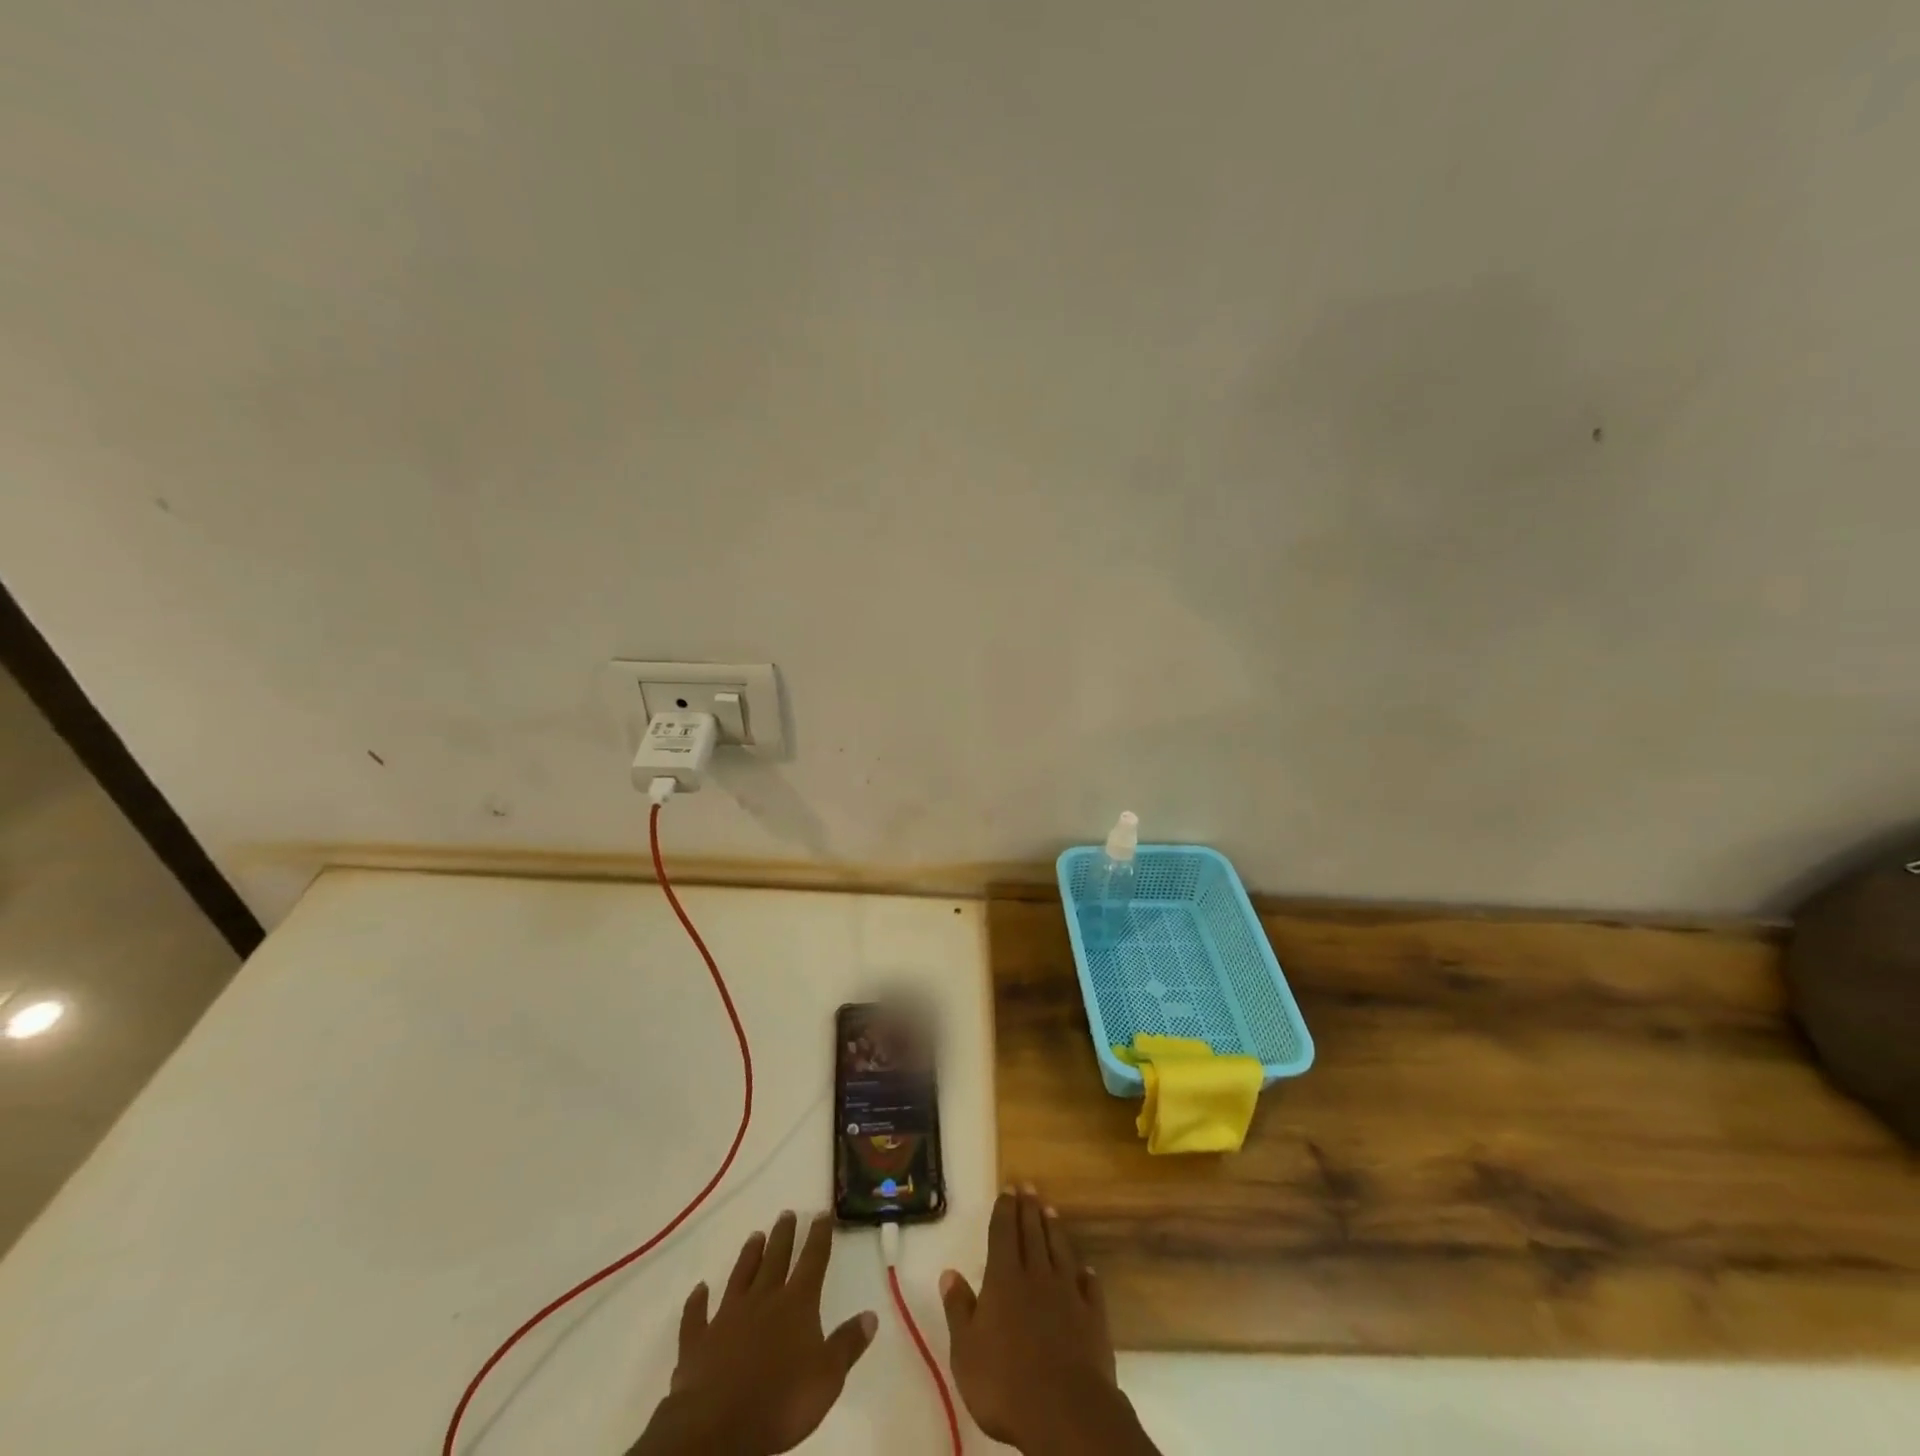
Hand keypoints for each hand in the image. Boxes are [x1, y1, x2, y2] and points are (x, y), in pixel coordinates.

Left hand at [629, 1211, 875, 1455]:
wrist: (718, 1428)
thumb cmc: (781, 1401)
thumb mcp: (828, 1378)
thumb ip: (848, 1344)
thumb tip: (871, 1315)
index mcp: (796, 1304)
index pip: (813, 1260)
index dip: (819, 1236)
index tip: (821, 1213)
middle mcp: (763, 1299)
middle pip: (775, 1259)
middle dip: (783, 1236)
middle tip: (786, 1213)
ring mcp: (727, 1317)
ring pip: (740, 1277)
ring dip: (748, 1256)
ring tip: (755, 1235)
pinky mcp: (698, 1342)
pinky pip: (697, 1316)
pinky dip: (697, 1302)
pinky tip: (699, 1289)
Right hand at [940, 1187, 1157, 1455]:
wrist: (1065, 1411)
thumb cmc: (1005, 1382)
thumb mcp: (965, 1351)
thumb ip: (958, 1309)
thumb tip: (949, 1273)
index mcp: (1004, 1279)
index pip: (1003, 1233)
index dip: (1004, 1210)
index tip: (1008, 1189)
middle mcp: (1037, 1276)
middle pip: (1032, 1233)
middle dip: (1029, 1208)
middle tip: (1029, 1186)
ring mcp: (1068, 1294)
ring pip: (1060, 1251)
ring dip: (1054, 1229)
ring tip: (1051, 1210)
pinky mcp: (1093, 1317)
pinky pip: (1089, 1287)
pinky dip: (1086, 1274)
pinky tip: (1085, 1269)